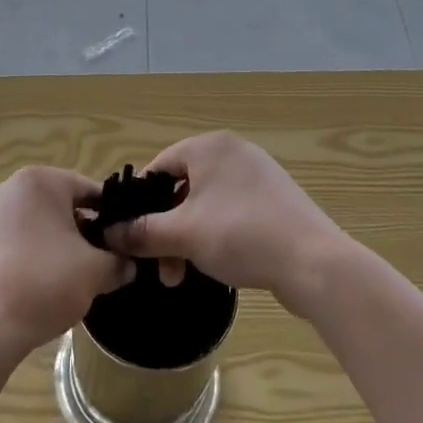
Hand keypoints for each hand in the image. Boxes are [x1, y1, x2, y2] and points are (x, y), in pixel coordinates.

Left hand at [0, 166, 133, 359]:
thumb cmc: (44, 283)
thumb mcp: (96, 271)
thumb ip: (118, 261)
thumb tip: (127, 264)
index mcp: (40, 181)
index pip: (90, 190)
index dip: (113, 217)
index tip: (125, 242)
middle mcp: (9, 188)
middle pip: (61, 206)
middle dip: (83, 232)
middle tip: (102, 262)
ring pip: (36, 225)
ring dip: (57, 245)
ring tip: (73, 278)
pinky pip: (13, 242)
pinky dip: (31, 257)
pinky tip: (41, 286)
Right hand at [103, 132, 348, 314]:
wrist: (314, 262)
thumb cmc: (241, 235)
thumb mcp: (183, 234)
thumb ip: (143, 231)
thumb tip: (109, 232)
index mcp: (210, 147)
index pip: (159, 166)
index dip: (140, 201)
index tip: (131, 235)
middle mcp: (234, 152)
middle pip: (182, 188)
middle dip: (165, 230)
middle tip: (159, 268)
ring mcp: (258, 176)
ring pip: (205, 205)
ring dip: (187, 238)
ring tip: (181, 276)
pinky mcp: (275, 201)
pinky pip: (231, 213)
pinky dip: (215, 235)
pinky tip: (214, 264)